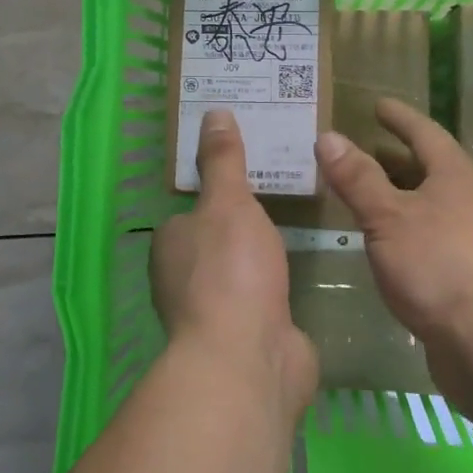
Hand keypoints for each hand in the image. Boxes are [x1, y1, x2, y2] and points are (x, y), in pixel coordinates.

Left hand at [151, 110, 318, 415]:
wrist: (249, 360)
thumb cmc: (230, 271)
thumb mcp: (228, 203)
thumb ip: (223, 161)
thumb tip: (213, 112)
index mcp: (171, 244)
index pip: (192, 210)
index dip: (219, 191)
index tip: (251, 171)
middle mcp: (183, 279)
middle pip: (216, 240)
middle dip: (243, 224)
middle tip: (283, 191)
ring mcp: (216, 314)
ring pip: (239, 272)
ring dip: (260, 258)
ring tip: (298, 226)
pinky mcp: (247, 338)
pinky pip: (264, 300)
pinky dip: (277, 288)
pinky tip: (301, 273)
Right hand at [314, 98, 472, 416]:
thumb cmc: (439, 266)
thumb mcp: (388, 217)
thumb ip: (358, 178)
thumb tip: (329, 136)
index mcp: (456, 176)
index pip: (424, 133)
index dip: (399, 117)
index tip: (378, 105)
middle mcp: (471, 200)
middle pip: (430, 168)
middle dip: (395, 158)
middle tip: (360, 150)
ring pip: (430, 204)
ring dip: (399, 196)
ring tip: (364, 195)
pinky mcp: (471, 275)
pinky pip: (432, 235)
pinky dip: (405, 228)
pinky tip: (385, 244)